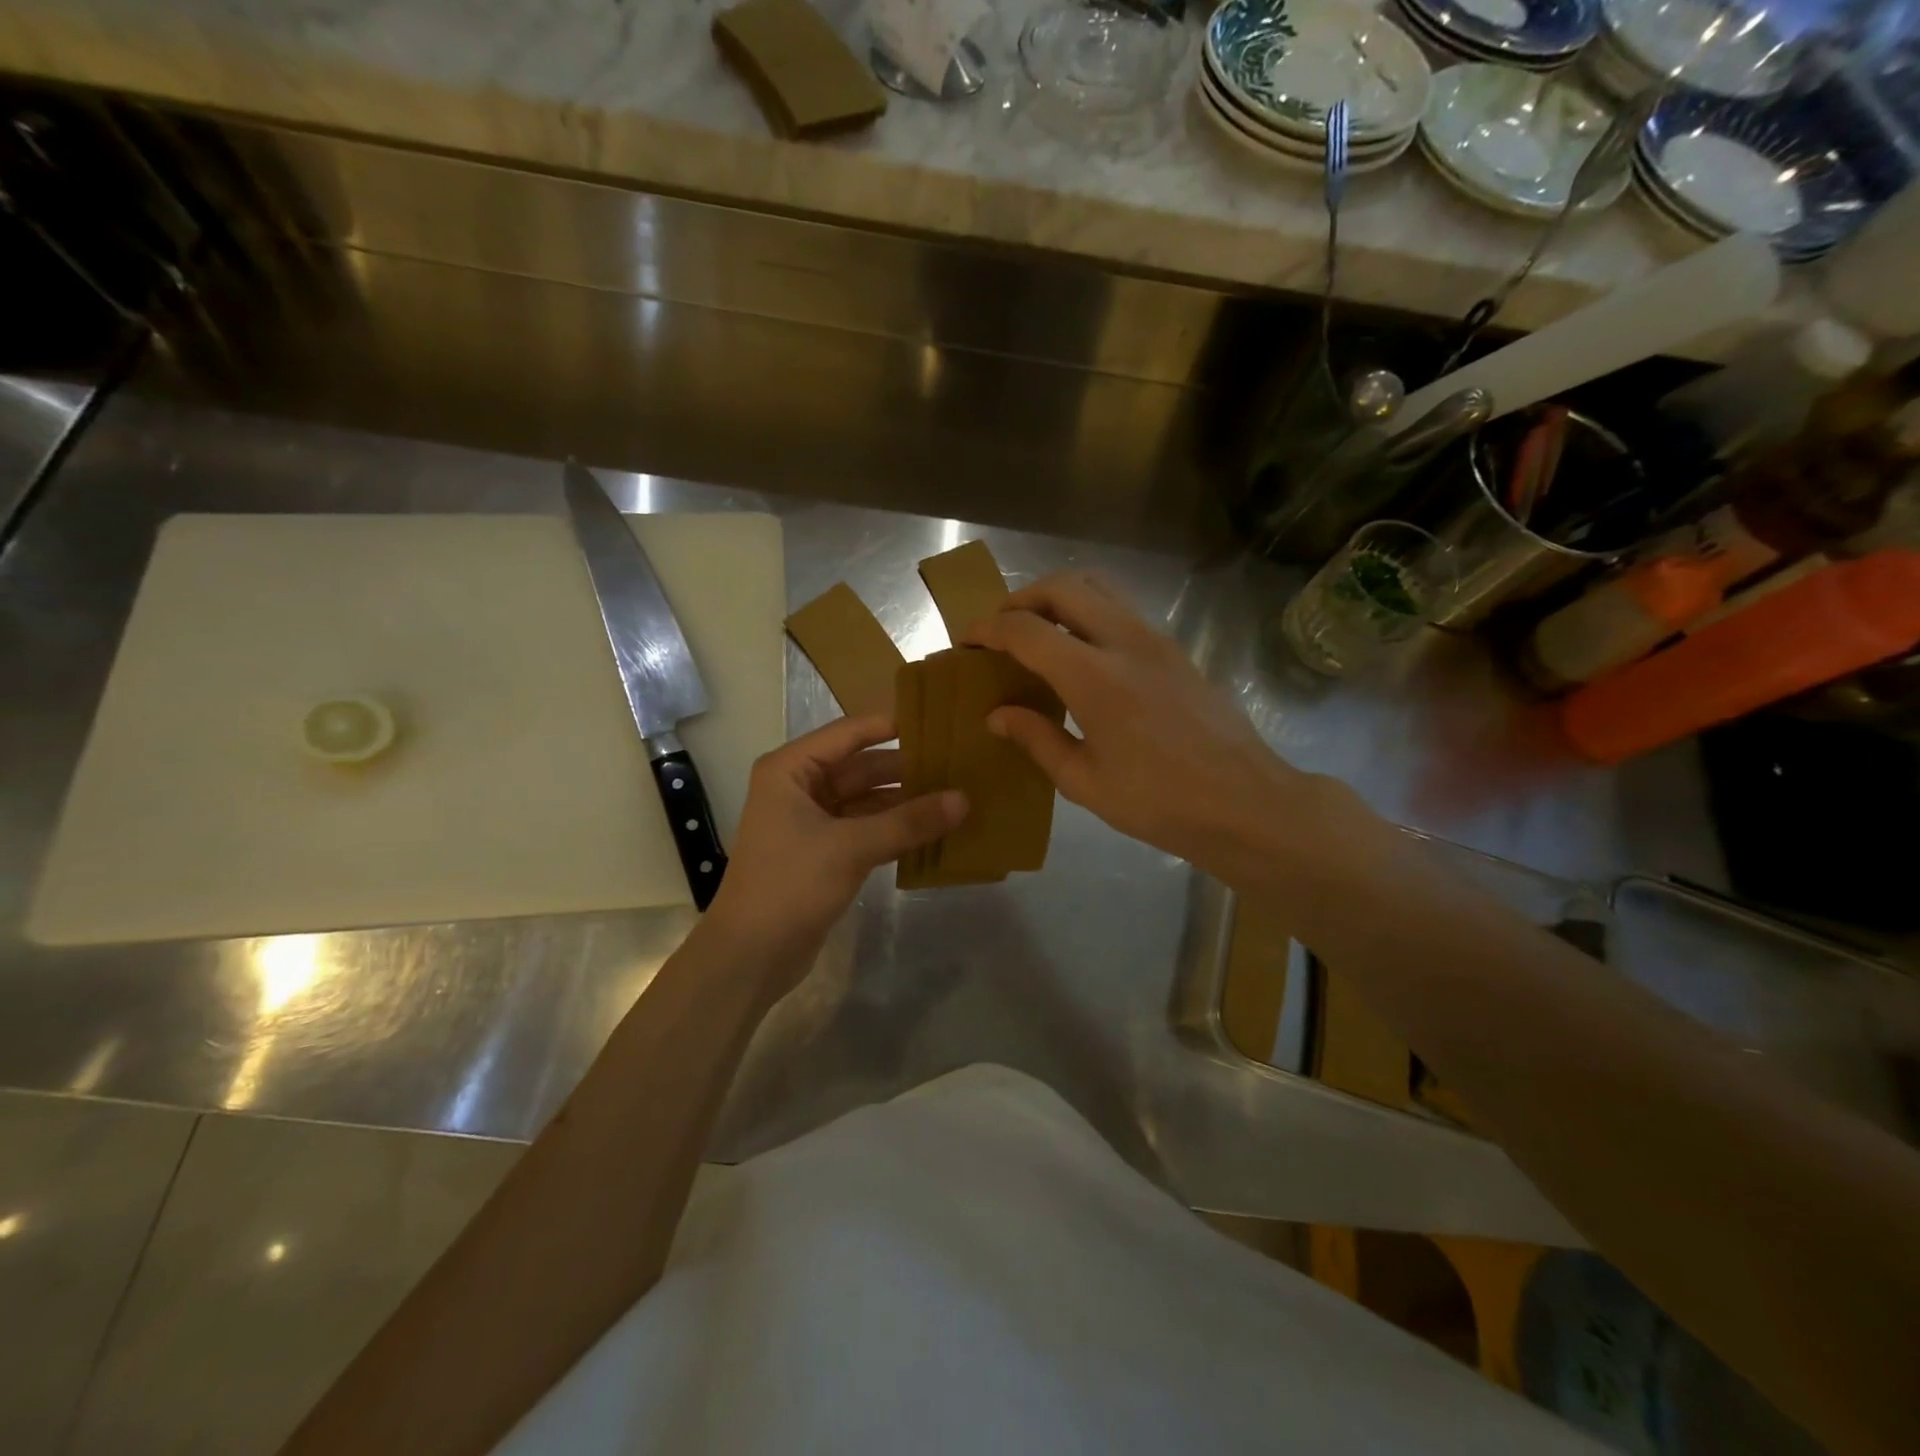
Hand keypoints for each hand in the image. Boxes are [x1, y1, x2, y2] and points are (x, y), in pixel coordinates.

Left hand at [702, 714, 965, 985]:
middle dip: (905, 770)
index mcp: (792, 769)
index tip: (939, 723)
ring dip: (904, 802)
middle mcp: (799, 787)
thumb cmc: (790, 885)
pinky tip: (931, 831)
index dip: (893, 726)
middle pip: (861, 767)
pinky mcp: (823, 853)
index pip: (850, 733)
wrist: (750, 955)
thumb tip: (963, 799)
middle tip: (958, 766)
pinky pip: (865, 829)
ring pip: (866, 800)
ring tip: (954, 797)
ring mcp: (811, 821)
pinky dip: (894, 829)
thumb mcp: (852, 847)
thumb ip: (908, 822)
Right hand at [965, 573, 1355, 891]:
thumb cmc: (1159, 802)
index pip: (1026, 629)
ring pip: (1099, 587)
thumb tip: (997, 715)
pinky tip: (1081, 652)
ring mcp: (1157, 639)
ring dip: (1058, 596)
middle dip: (1021, 597)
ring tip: (1037, 630)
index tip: (966, 641)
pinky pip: (1122, 609)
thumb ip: (1036, 739)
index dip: (988, 629)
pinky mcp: (1176, 649)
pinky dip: (1089, 611)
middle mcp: (1125, 641)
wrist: (1245, 803)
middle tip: (1000, 628)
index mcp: (1094, 676)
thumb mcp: (1084, 782)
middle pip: (1063, 586)